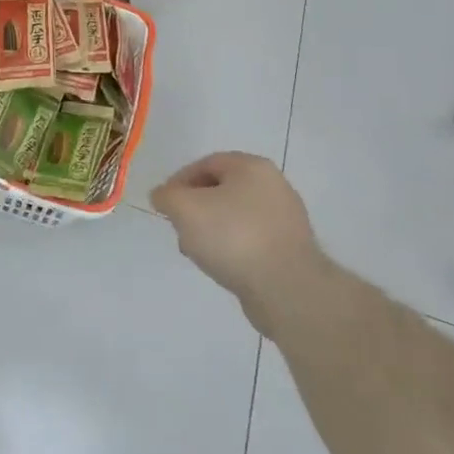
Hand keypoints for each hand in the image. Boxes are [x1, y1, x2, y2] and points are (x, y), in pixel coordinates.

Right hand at [151, 152, 323, 329]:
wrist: (287, 289)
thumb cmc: (233, 237)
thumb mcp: (185, 209)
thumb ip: (166, 196)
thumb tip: (162, 196)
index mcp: (252, 167)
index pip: (206, 163)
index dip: (179, 181)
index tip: (164, 206)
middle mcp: (274, 186)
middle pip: (221, 190)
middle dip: (194, 208)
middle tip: (180, 228)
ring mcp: (286, 219)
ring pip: (235, 216)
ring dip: (211, 230)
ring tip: (197, 253)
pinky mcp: (291, 249)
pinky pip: (251, 240)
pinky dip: (232, 248)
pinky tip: (221, 266)